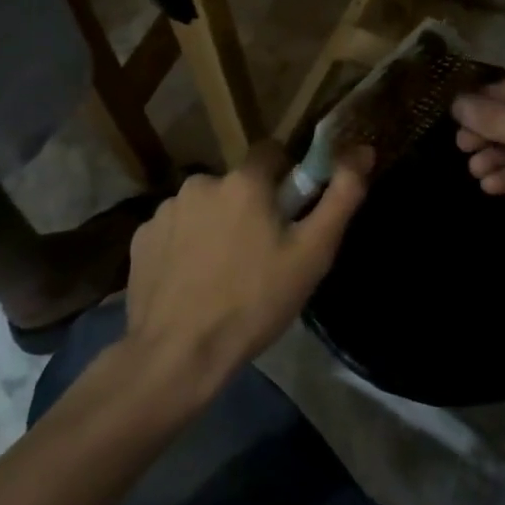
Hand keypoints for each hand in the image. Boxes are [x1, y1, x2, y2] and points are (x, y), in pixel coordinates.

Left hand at [122, 145, 369, 390]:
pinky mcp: (140, 239)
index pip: (271, 152)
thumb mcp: (313, 253)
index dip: (285, 177)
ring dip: (216, 224)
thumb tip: (364, 149)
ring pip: (205, 205)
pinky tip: (193, 280)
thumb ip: (341, 195)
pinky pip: (175, 229)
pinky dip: (186, 245)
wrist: (178, 356)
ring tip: (224, 272)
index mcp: (244, 181)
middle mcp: (201, 182)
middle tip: (261, 252)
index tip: (290, 212)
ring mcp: (165, 210)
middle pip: (237, 183)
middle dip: (250, 206)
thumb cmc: (255, 301)